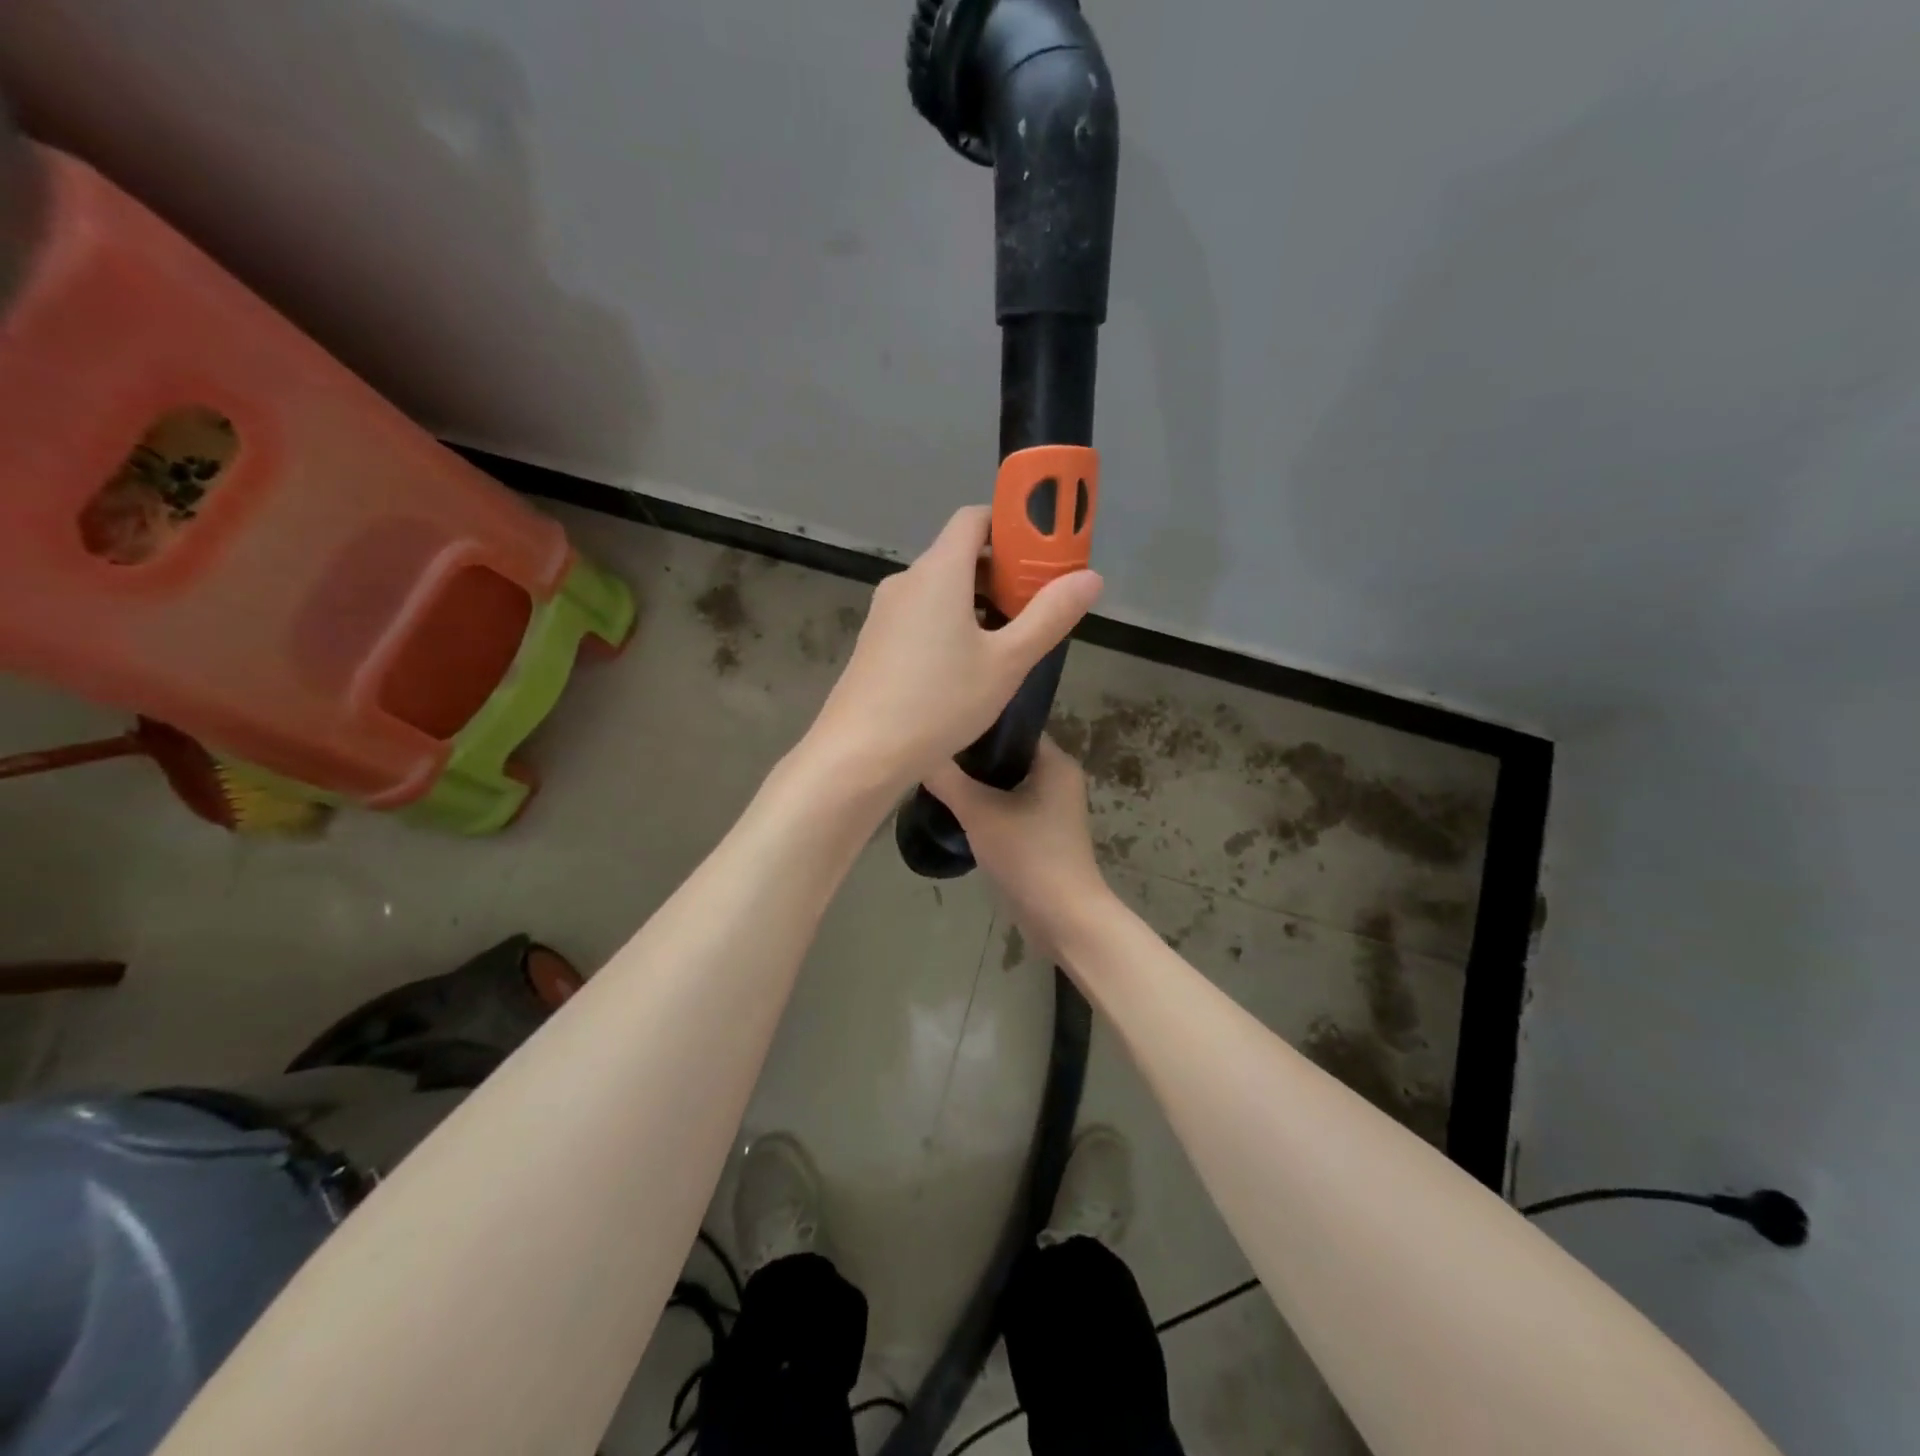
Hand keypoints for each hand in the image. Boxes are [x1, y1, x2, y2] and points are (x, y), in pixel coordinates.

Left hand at [804, 506, 1101, 792]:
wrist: (860, 753)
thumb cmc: (939, 702)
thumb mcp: (1007, 663)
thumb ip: (1049, 616)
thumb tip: (1090, 577)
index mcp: (939, 571)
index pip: (974, 518)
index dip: (1011, 523)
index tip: (1042, 551)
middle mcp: (907, 581)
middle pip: (959, 554)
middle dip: (1001, 571)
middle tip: (1037, 604)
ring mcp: (885, 612)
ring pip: (940, 589)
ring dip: (977, 601)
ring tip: (1008, 640)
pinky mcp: (875, 641)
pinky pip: (920, 615)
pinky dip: (950, 622)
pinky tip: (967, 665)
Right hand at [926, 735, 1113, 945]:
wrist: (1063, 917)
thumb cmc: (1028, 855)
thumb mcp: (980, 812)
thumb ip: (948, 780)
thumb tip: (920, 753)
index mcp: (1055, 762)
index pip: (1013, 728)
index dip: (979, 725)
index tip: (943, 727)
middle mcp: (1059, 778)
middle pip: (1008, 756)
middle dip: (972, 758)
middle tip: (933, 754)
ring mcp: (1053, 808)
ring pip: (1007, 784)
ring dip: (977, 785)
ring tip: (937, 779)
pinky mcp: (1043, 834)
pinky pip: (1010, 807)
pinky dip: (986, 807)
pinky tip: (956, 810)